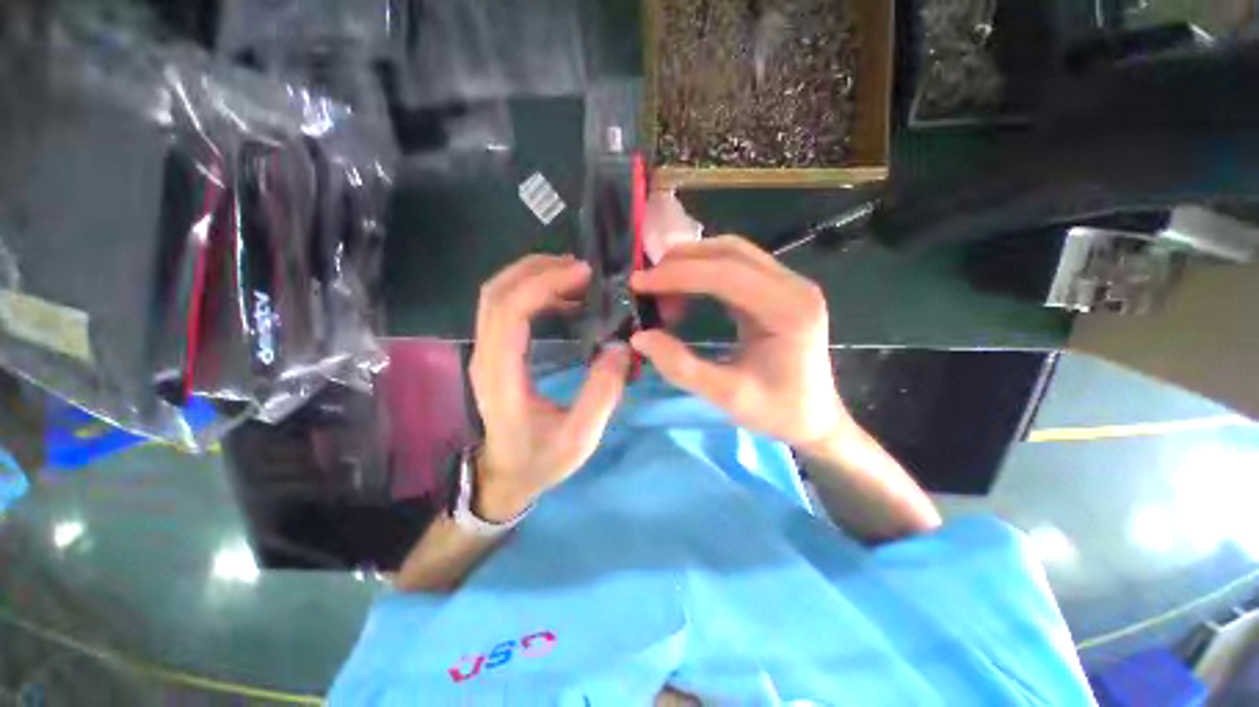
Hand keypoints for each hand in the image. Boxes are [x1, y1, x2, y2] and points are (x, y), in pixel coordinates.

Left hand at [470, 255, 630, 521]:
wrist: (505, 476)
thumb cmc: (540, 461)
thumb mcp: (579, 438)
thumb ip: (601, 394)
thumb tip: (621, 349)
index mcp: (502, 378)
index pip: (510, 313)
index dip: (544, 285)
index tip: (583, 275)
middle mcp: (486, 357)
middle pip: (496, 293)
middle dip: (538, 270)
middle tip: (582, 269)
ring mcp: (486, 352)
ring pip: (497, 296)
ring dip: (534, 276)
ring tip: (576, 276)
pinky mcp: (495, 352)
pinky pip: (506, 308)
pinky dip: (533, 292)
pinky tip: (564, 298)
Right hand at [629, 236, 847, 452]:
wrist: (814, 417)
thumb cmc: (777, 412)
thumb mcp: (727, 397)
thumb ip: (682, 367)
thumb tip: (641, 337)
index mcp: (789, 310)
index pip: (727, 274)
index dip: (678, 274)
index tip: (639, 283)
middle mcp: (794, 286)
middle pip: (730, 252)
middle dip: (681, 262)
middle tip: (645, 284)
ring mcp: (789, 283)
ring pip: (731, 253)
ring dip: (691, 264)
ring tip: (660, 289)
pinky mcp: (778, 289)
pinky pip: (735, 267)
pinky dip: (703, 273)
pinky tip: (684, 292)